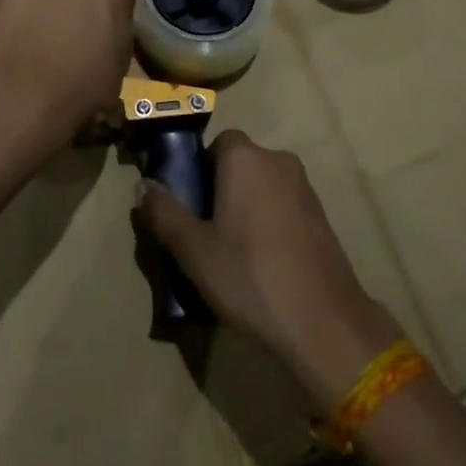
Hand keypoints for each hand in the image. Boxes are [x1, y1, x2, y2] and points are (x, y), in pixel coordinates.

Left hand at [0, 0, 136, 157]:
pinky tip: (18, 29)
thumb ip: (116, 23)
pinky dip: (21, 1)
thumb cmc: (88, 81)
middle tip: (69, 26)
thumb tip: (103, 22)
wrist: (32, 92)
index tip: (99, 27)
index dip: (106, 4)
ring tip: (38, 30)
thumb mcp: (122, 53)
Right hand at [135, 132, 400, 410]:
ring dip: (248, 206)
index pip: (219, 143)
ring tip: (235, 252)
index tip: (193, 203)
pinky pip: (285, 205)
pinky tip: (265, 263)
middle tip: (207, 231)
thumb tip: (142, 186)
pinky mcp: (322, 216)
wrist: (323, 322)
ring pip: (264, 185)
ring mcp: (305, 187)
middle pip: (242, 163)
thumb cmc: (250, 276)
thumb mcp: (194, 250)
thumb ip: (164, 214)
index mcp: (245, 158)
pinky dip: (272, 222)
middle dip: (223, 188)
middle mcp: (277, 160)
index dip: (202, 168)